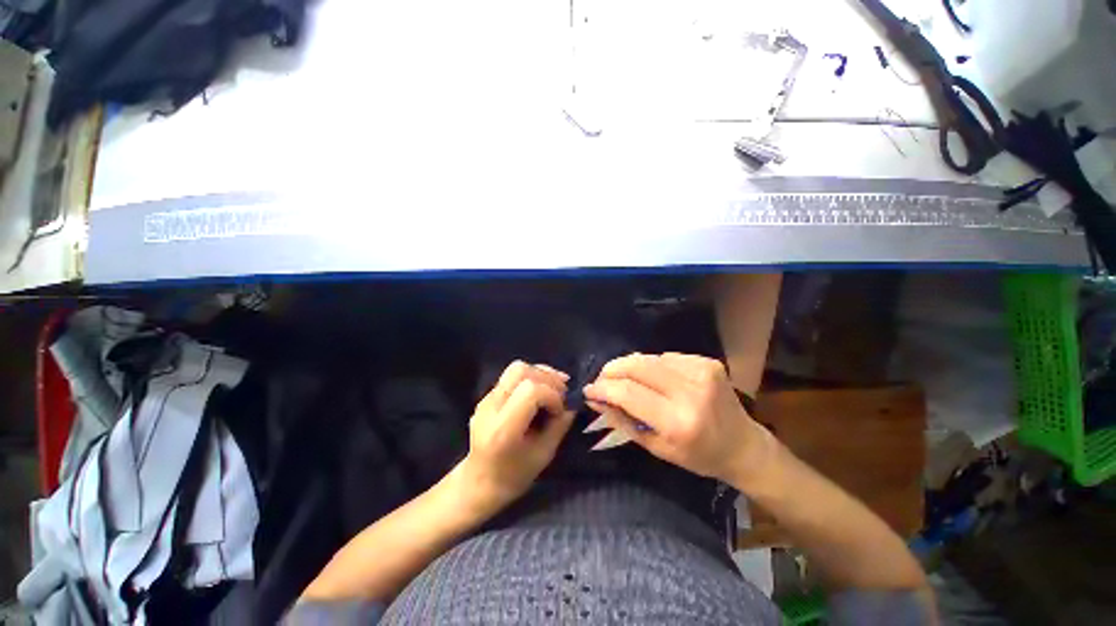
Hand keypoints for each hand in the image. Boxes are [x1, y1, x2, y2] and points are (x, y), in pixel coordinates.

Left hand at [461, 361, 574, 509]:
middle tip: (562, 393)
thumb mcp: (544, 455)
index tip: (560, 410)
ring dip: (540, 374)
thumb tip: (573, 404)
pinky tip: (542, 391)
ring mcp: (486, 399)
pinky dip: (531, 377)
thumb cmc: (514, 476)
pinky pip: (512, 376)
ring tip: (555, 388)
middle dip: (547, 378)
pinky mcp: (488, 395)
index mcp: (503, 428)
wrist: (479, 482)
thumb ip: (559, 425)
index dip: (552, 394)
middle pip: (520, 371)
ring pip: (516, 368)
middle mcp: (490, 407)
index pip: (530, 391)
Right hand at [583, 353, 776, 487]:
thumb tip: (595, 399)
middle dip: (612, 369)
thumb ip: (622, 420)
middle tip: (601, 379)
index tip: (589, 389)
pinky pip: (666, 357)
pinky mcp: (707, 362)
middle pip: (637, 366)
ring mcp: (702, 372)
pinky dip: (652, 365)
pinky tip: (653, 377)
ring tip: (624, 379)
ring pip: (649, 358)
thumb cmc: (698, 455)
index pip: (628, 393)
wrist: (743, 445)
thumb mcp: (656, 447)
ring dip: (630, 367)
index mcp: (678, 422)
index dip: (603, 387)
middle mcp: (691, 391)